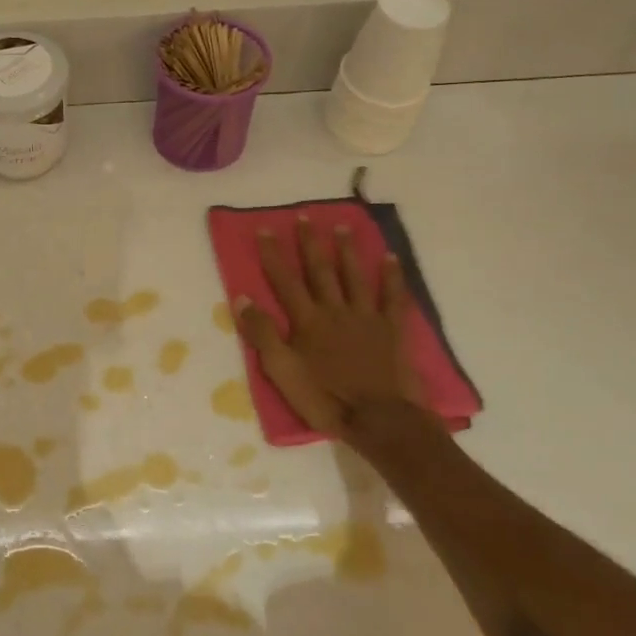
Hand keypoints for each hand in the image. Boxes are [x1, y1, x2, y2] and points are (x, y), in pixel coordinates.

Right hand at [236, 218, 423, 435]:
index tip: (265, 229)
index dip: (273, 255)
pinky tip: (390, 258)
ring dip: (346, 250)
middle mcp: (335, 310)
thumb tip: (242, 298)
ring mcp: (366, 317)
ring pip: (354, 276)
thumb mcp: (281, 372)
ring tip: (341, 227)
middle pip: (320, 270)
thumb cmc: (325, 398)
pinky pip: (393, 297)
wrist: (380, 419)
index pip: (285, 281)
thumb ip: (263, 334)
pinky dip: (392, 276)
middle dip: (309, 243)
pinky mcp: (392, 330)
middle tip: (304, 216)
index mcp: (307, 321)